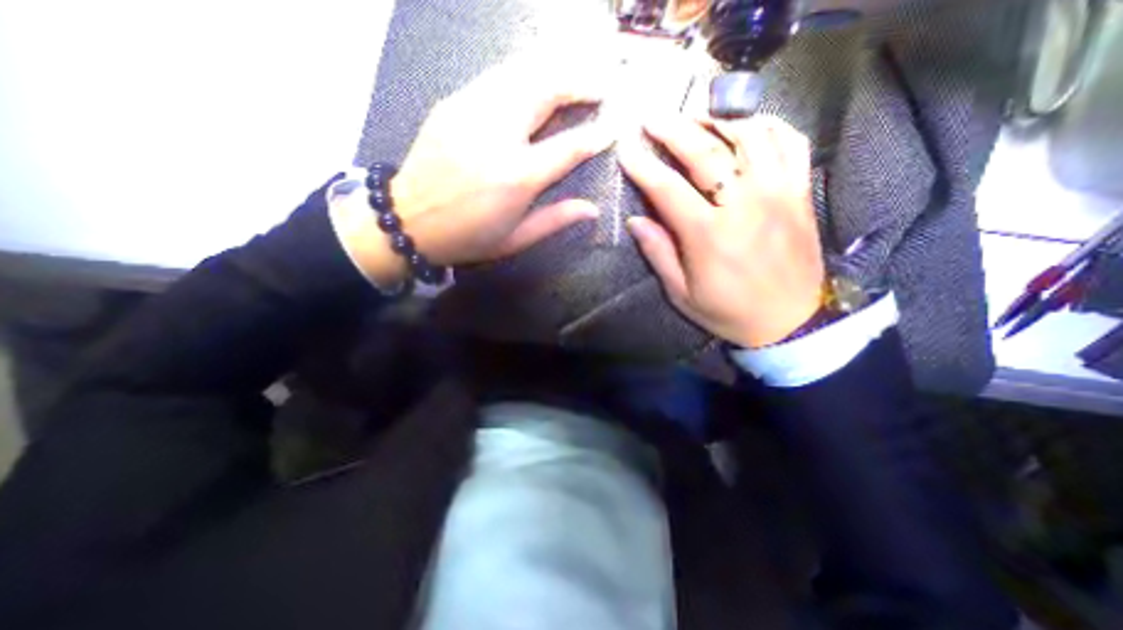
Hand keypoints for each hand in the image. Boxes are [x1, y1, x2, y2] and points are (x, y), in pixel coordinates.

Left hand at [332, 58, 612, 284]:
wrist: (407, 220)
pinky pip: (496, 77)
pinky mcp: (453, 103)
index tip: (613, 127)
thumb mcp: (515, 239)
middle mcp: (497, 136)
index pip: (568, 147)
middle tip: (601, 86)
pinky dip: (524, 73)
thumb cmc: (467, 237)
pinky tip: (536, 79)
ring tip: (576, 76)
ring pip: (522, 73)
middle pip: (546, 91)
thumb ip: (555, 220)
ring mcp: (471, 112)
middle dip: (580, 83)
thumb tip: (593, 209)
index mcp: (516, 177)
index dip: (595, 135)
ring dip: (555, 70)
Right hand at [613, 114, 823, 349]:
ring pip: (749, 136)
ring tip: (696, 115)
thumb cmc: (729, 311)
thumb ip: (658, 253)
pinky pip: (791, 144)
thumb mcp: (682, 293)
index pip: (668, 188)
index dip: (643, 167)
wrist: (790, 322)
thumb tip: (635, 220)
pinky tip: (750, 124)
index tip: (626, 151)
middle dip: (674, 130)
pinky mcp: (800, 193)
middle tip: (652, 117)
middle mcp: (744, 204)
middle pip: (706, 152)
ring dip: (718, 119)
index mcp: (709, 234)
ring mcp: (778, 193)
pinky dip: (769, 126)